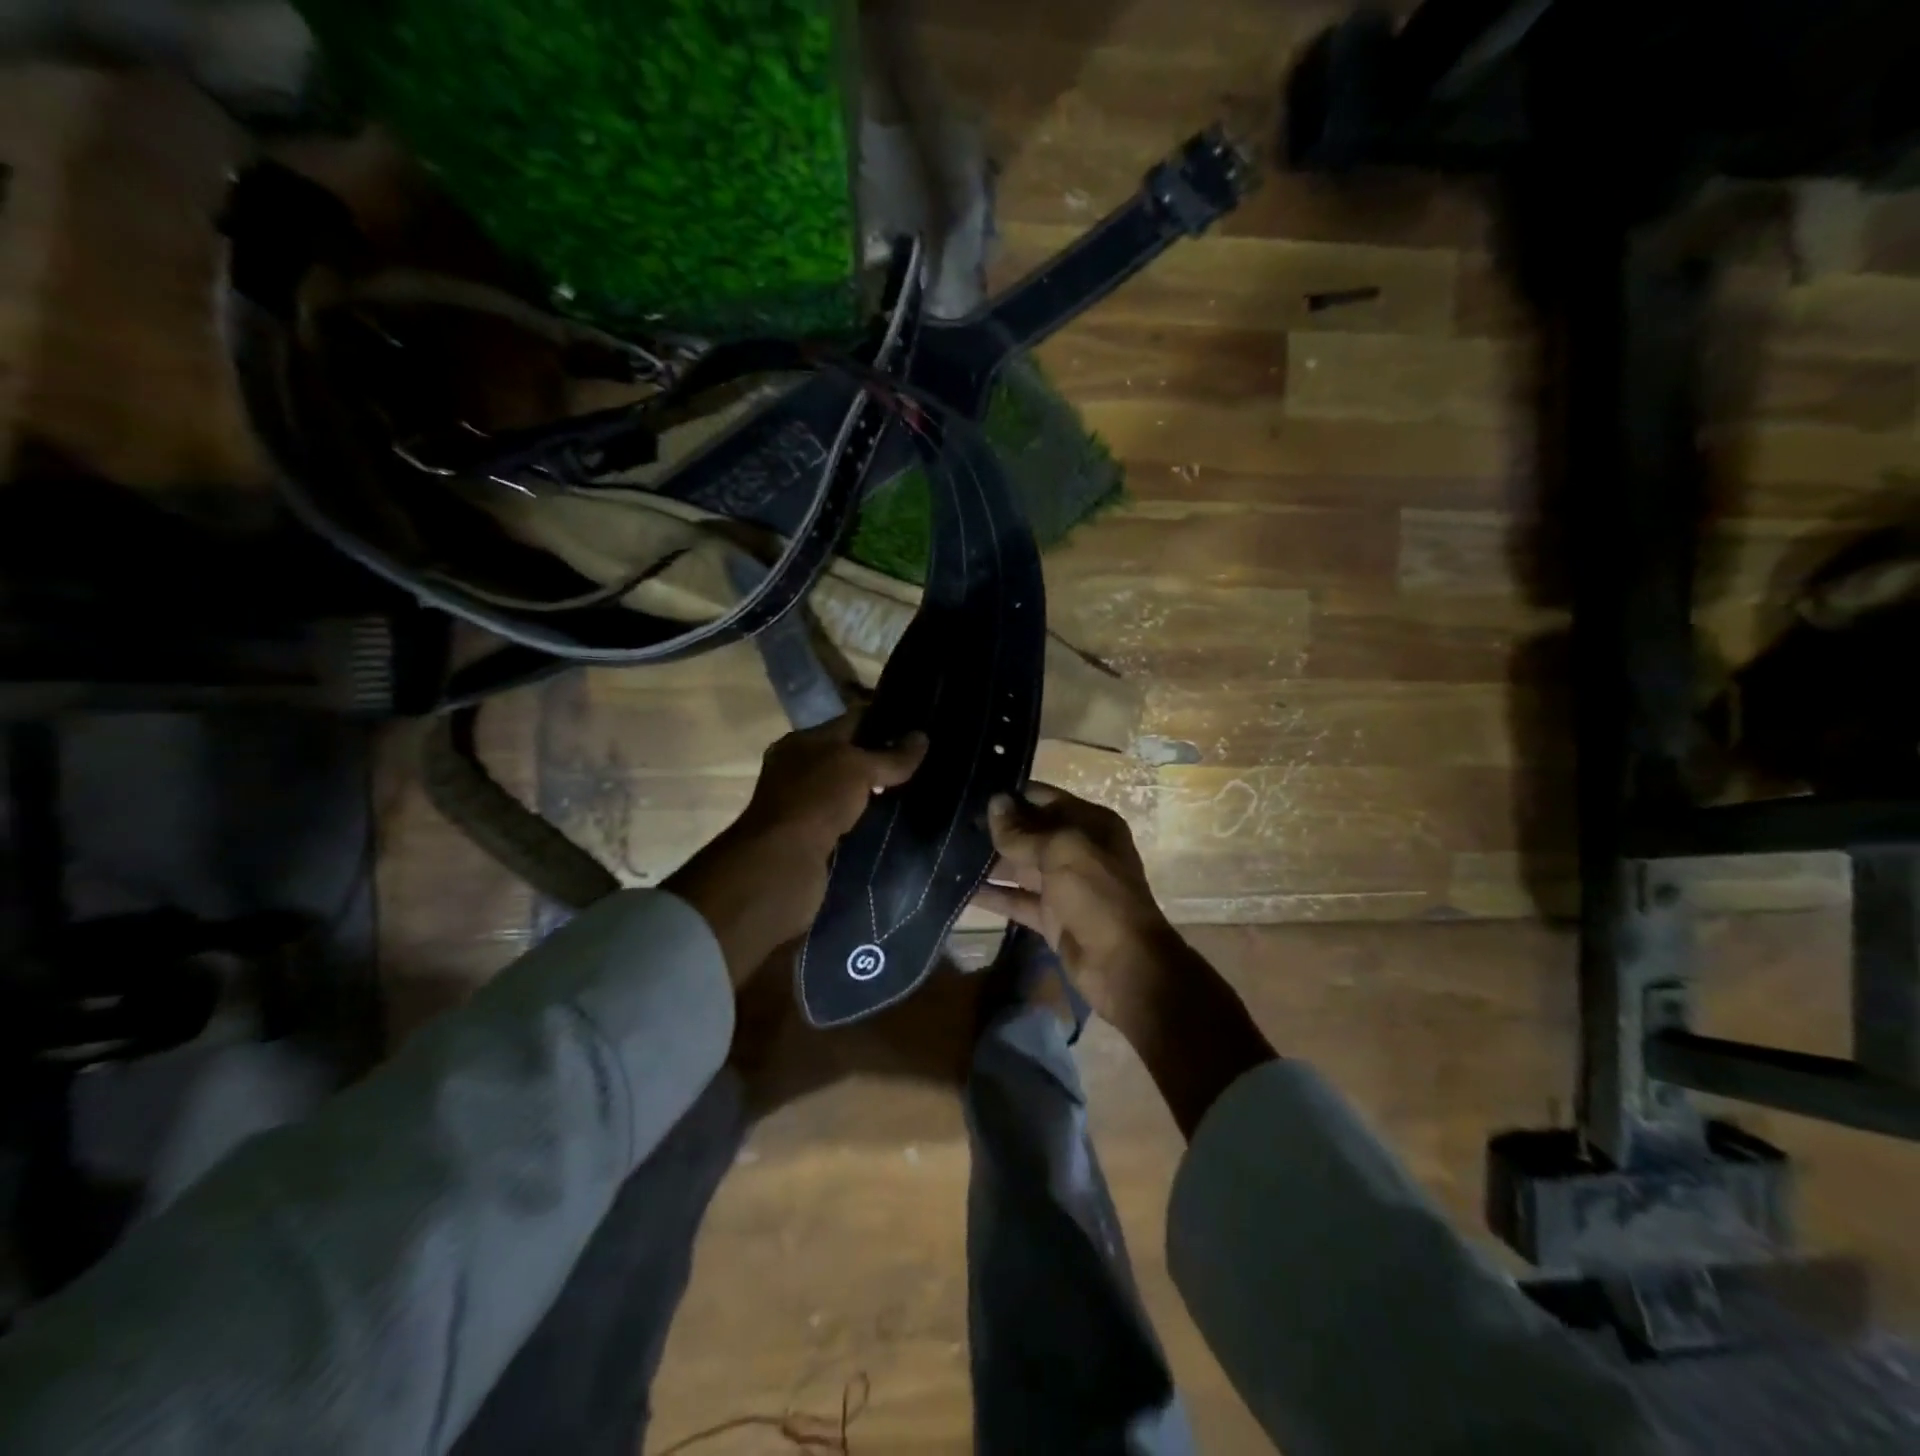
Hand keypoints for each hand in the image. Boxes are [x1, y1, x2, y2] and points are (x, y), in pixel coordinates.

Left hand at [666, 713, 925, 983]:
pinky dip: (862, 816)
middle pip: (847, 756)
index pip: (850, 721)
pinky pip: (843, 817)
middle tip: (920, 763)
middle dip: (879, 758)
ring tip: (910, 791)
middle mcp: (797, 768)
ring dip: (871, 791)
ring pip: (845, 789)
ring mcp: (800, 803)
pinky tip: (887, 820)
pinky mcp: (807, 835)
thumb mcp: (859, 769)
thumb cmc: (817, 799)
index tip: (917, 727)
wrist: (782, 861)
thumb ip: (892, 757)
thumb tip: (922, 737)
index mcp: (802, 741)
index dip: (883, 721)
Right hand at [975, 783, 1277, 1139]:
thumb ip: (1024, 831)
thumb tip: (995, 803)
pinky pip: (1017, 900)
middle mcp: (1078, 850)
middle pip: (1030, 832)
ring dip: (988, 861)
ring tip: (946, 851)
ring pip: (1020, 867)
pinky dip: (992, 896)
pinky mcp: (1051, 917)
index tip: (970, 790)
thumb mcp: (1062, 853)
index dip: (1010, 795)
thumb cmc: (1098, 896)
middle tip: (949, 822)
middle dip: (994, 828)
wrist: (1124, 966)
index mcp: (1091, 824)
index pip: (1044, 798)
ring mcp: (1064, 885)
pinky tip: (959, 888)